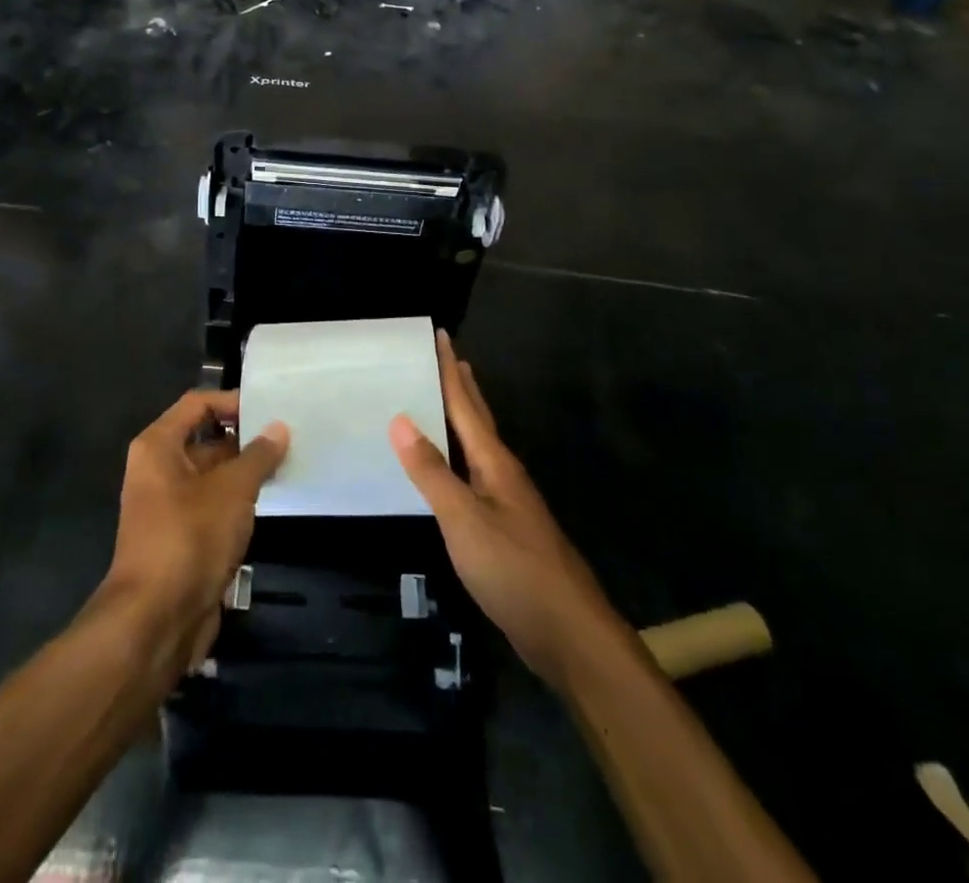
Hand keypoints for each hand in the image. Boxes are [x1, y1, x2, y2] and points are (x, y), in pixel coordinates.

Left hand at [98, 390, 288, 674]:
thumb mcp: (232, 489)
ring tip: (289, 463)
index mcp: (158, 446)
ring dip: (246, 472)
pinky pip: (214, 505)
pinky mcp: (182, 537)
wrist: (156, 620)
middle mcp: (158, 469)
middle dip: (245, 438)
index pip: (197, 404)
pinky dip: (239, 501)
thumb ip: (258, 455)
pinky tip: (271, 500)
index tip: (270, 409)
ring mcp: (169, 505)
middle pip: (205, 438)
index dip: (232, 402)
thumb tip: (279, 427)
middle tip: (288, 436)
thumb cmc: (190, 537)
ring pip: (213, 475)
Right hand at [390, 333, 624, 688]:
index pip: (466, 403)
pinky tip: (449, 470)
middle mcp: (503, 473)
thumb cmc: (515, 570)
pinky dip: (458, 458)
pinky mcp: (506, 529)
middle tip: (444, 356)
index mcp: (494, 462)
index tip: (440, 335)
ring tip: (442, 400)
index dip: (451, 369)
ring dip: (460, 419)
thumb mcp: (464, 520)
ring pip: (478, 447)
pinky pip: (474, 476)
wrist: (569, 633)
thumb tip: (400, 418)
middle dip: (461, 385)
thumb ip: (432, 472)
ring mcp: (507, 502)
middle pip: (478, 418)